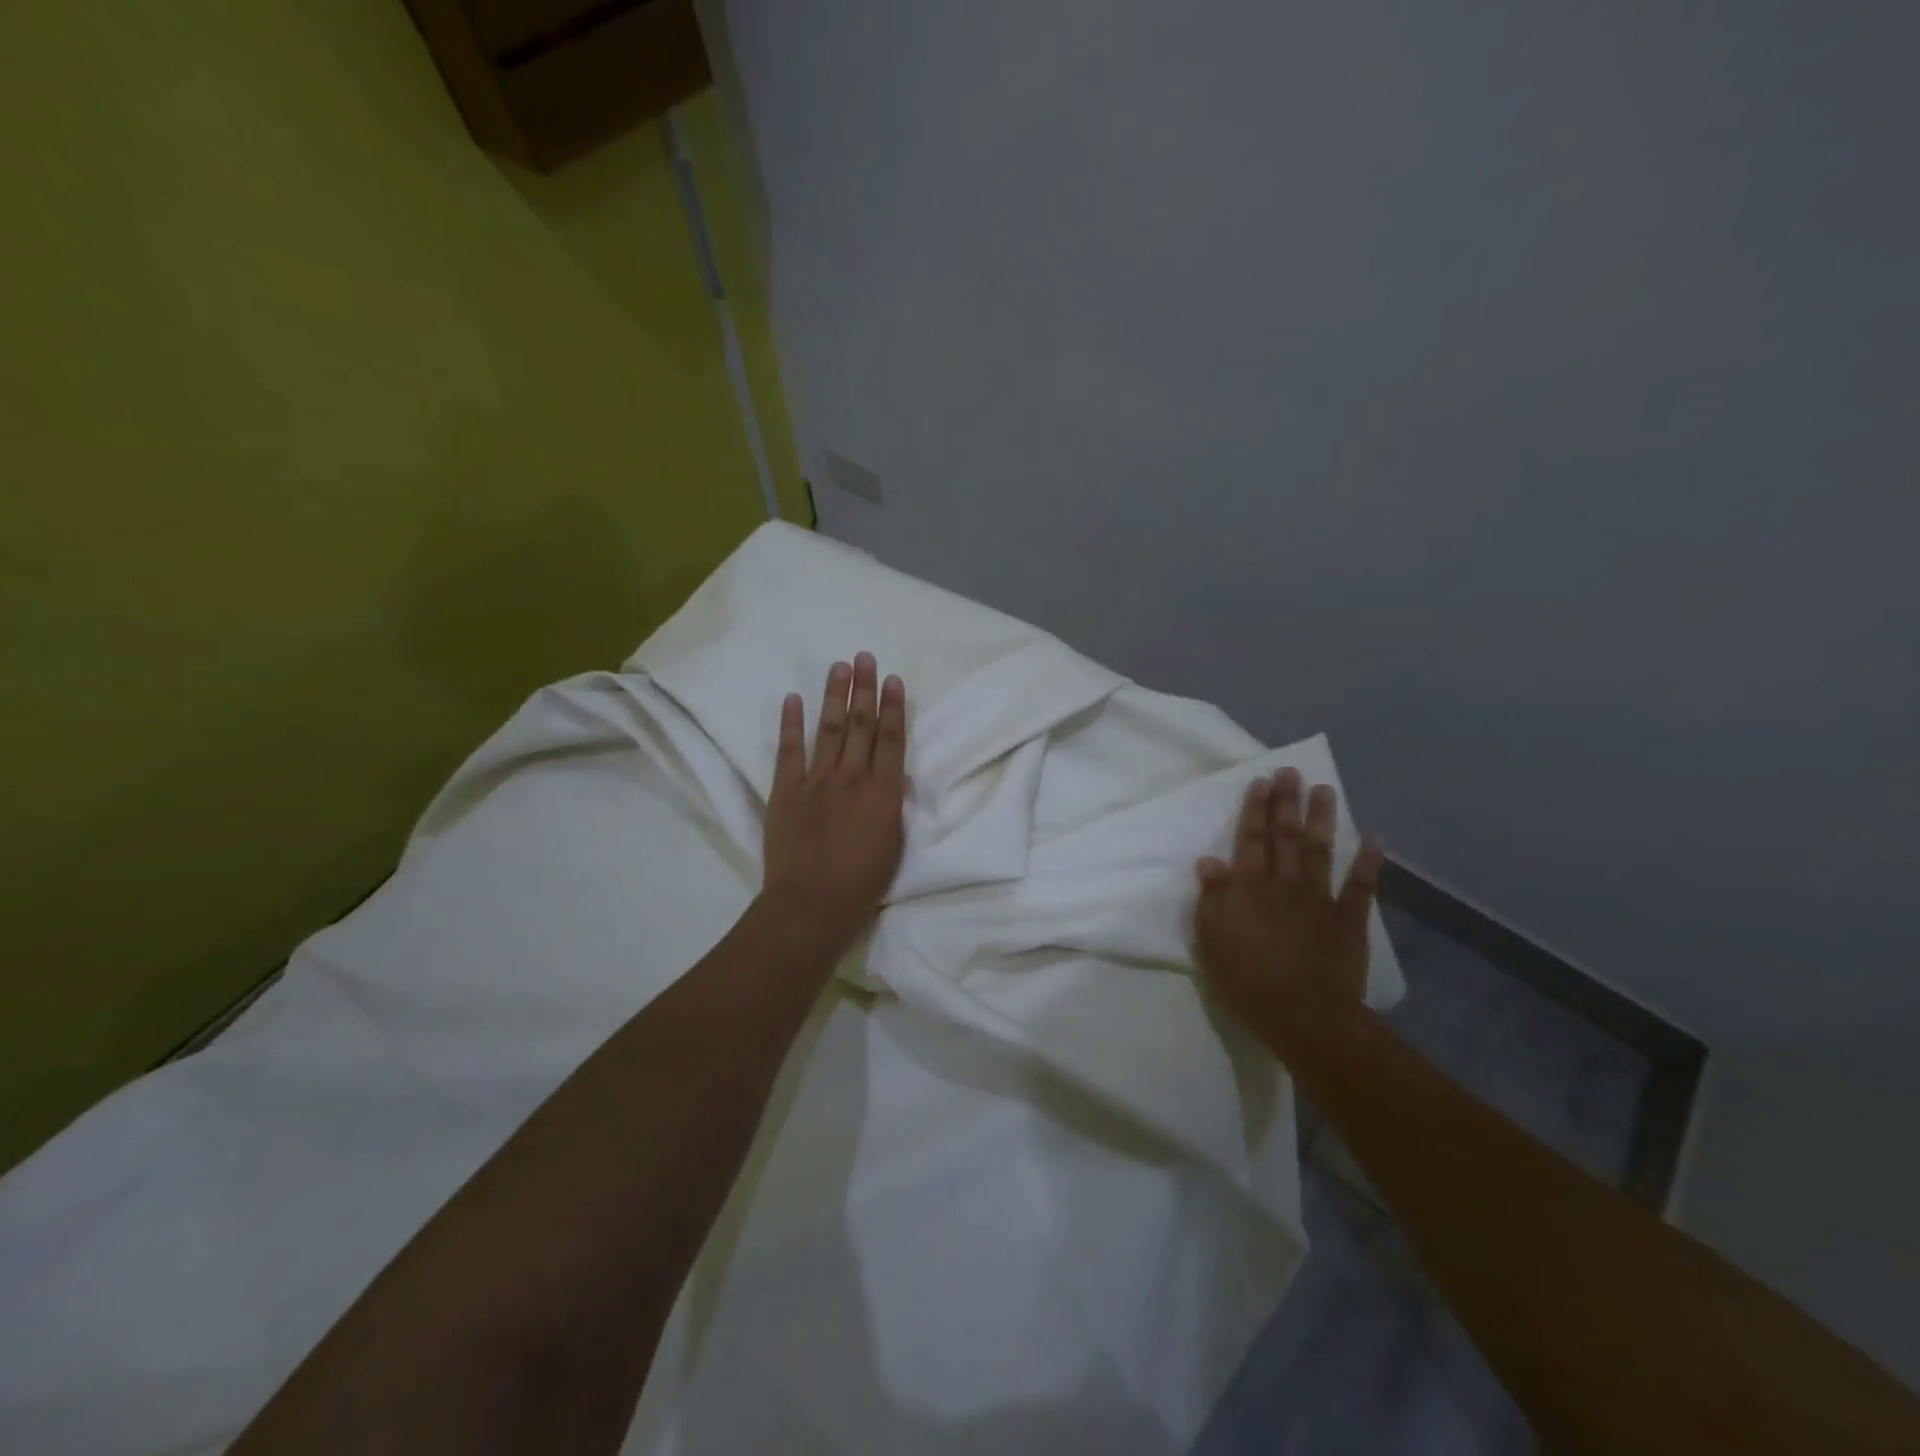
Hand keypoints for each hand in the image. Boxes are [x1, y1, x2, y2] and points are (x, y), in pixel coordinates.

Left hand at [762, 653, 908, 952]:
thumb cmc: (862, 883)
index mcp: (883, 792)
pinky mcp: (786, 790)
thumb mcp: (893, 844)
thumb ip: (893, 806)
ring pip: (829, 729)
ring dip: (834, 696)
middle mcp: (851, 777)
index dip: (893, 707)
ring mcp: (816, 781)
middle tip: (865, 657)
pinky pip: (789, 751)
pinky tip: (792, 699)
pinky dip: (791, 724)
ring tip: (839, 666)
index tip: (894, 680)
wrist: (812, 903)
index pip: (891, 739)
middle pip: (860, 725)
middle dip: (865, 689)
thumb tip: (894, 777)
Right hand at [1192, 768, 1383, 1022]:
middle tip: (1292, 772)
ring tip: (1325, 790)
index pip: (1251, 839)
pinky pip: (1361, 886)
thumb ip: (1211, 898)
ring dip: (1322, 819)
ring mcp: (1320, 899)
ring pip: (1320, 851)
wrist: (1303, 1014)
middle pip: (1285, 836)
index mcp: (1249, 887)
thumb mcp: (1211, 939)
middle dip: (1287, 802)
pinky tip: (1376, 838)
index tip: (1261, 781)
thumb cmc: (1246, 979)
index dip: (1255, 809)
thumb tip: (1209, 861)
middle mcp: (1284, 883)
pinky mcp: (1349, 920)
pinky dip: (1369, 861)